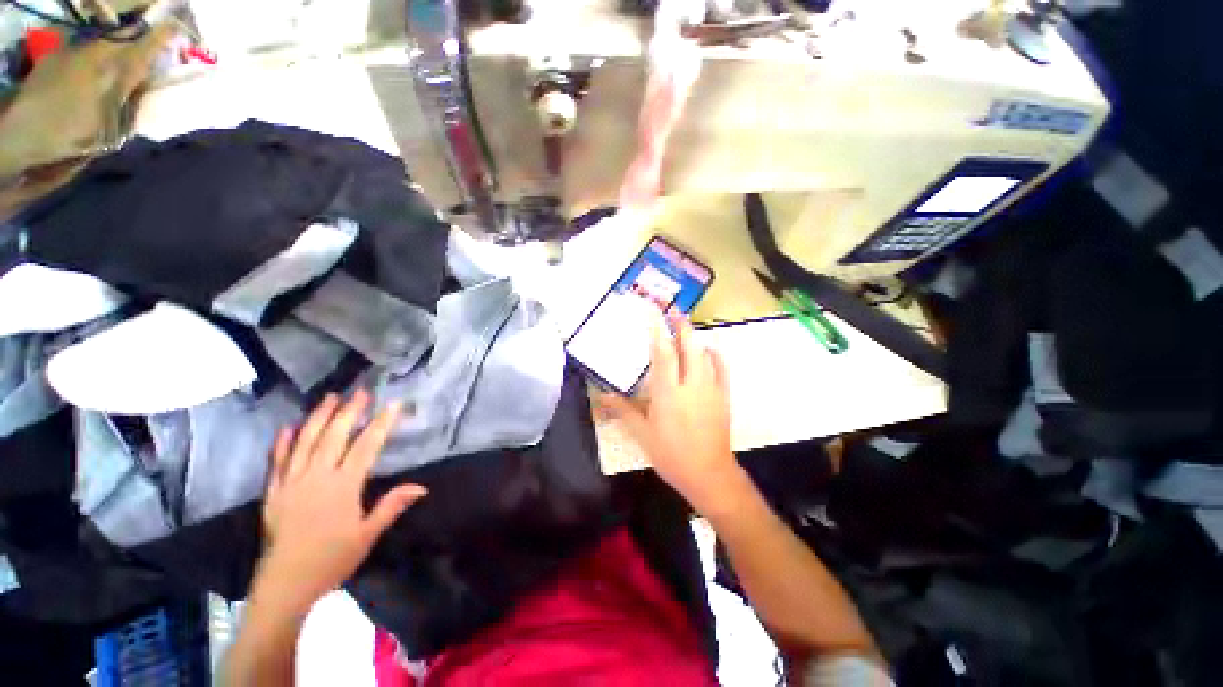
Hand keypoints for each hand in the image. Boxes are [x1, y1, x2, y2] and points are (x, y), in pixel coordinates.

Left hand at [257, 391, 426, 611]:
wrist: (285, 585)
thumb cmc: (332, 560)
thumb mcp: (368, 536)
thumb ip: (392, 506)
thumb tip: (421, 487)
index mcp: (343, 487)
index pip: (366, 447)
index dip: (381, 424)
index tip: (393, 405)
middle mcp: (316, 477)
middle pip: (335, 436)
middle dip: (349, 411)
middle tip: (360, 392)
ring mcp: (291, 483)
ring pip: (305, 442)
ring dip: (318, 417)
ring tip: (330, 397)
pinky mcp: (273, 492)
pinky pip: (277, 462)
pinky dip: (282, 443)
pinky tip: (289, 427)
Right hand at [600, 311, 741, 512]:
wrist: (708, 473)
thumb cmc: (671, 454)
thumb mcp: (642, 433)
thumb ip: (623, 410)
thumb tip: (602, 395)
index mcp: (668, 392)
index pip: (663, 354)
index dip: (658, 330)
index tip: (653, 312)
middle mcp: (691, 384)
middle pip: (688, 347)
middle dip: (681, 326)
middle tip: (674, 311)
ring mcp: (711, 388)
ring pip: (705, 354)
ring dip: (695, 338)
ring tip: (686, 328)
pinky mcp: (724, 396)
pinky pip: (722, 369)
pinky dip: (716, 355)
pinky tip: (710, 350)